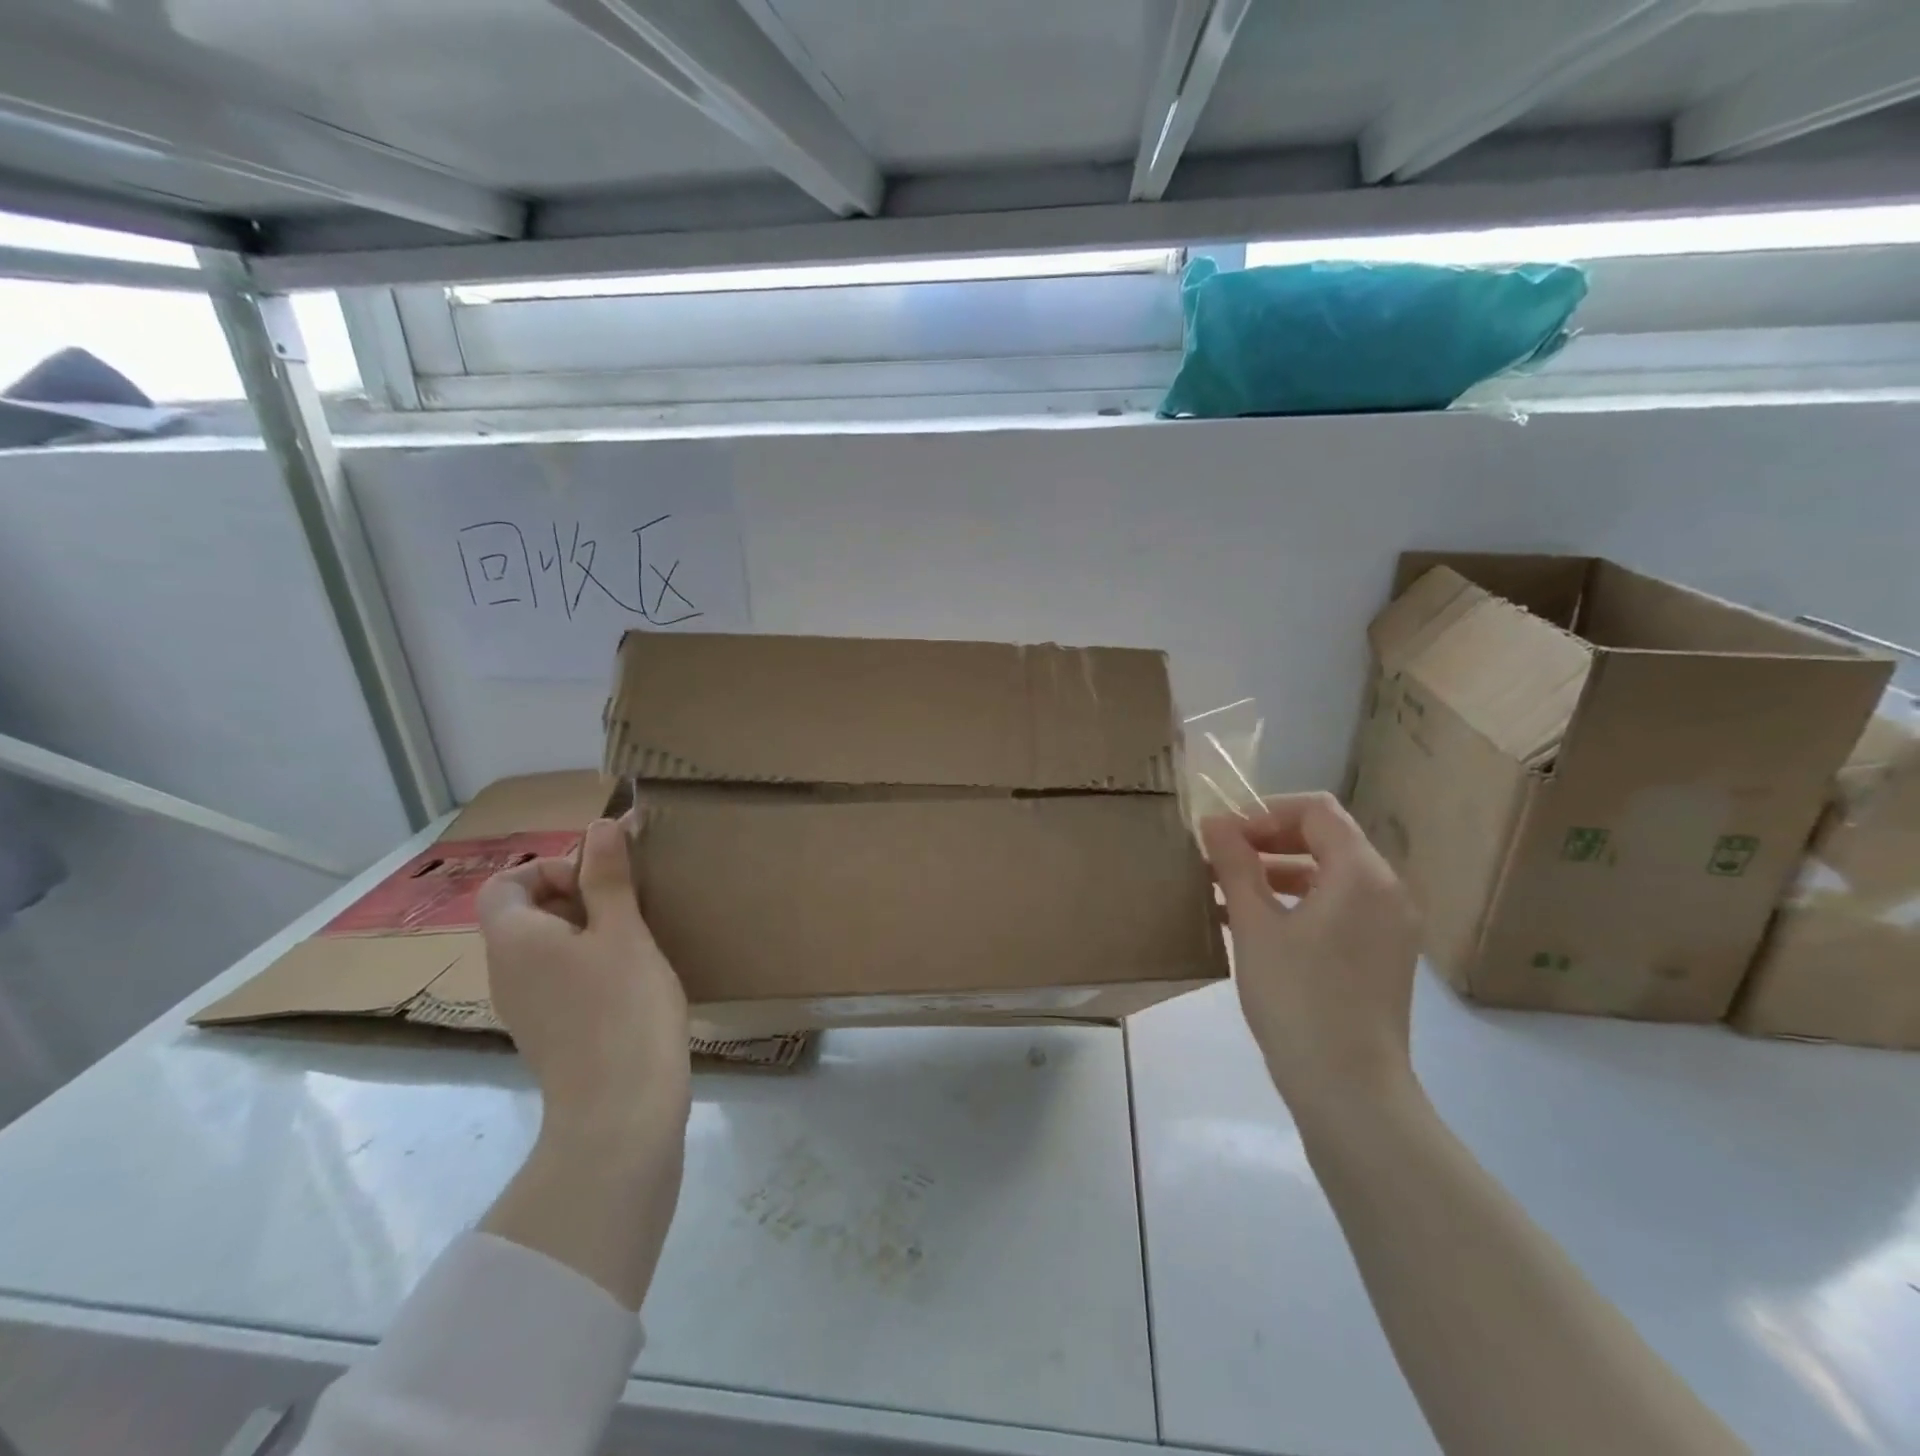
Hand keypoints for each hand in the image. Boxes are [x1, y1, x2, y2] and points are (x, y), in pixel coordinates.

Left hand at [476, 817, 690, 1147]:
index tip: (601, 881)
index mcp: (516, 940)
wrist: (620, 1111)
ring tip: (636, 936)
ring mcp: (525, 1007)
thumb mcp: (623, 932)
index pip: (506, 883)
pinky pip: (558, 978)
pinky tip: (630, 978)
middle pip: (524, 913)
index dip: (551, 869)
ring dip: (586, 929)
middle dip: (576, 895)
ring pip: (545, 947)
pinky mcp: (549, 1033)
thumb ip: (608, 877)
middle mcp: (507, 972)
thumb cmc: (623, 1008)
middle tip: (629, 903)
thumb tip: (600, 825)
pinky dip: (587, 964)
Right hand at [1201, 792, 1420, 1113]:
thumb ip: (1235, 865)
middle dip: (1267, 840)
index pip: (1316, 810)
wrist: (1349, 1091)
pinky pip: (1336, 908)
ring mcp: (1388, 927)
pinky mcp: (1381, 957)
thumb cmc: (1298, 998)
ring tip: (1224, 889)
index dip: (1264, 811)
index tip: (1223, 834)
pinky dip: (1296, 903)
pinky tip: (1250, 924)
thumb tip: (1214, 822)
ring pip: (1328, 875)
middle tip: (1219, 857)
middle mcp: (1386, 891)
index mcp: (1362, 874)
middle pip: (1325, 839)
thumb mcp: (1255, 925)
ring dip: (1276, 872)